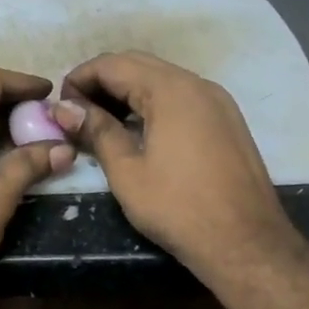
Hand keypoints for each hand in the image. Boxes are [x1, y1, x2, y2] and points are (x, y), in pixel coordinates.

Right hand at [54, 51, 301, 281]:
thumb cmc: (179, 209)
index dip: (80, 79)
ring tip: (101, 123)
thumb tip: (63, 108)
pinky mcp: (227, 120)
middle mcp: (197, 84)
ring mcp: (217, 101)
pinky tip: (138, 131)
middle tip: (77, 113)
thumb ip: (96, 131)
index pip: (113, 64)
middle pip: (138, 64)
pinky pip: (182, 96)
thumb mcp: (127, 172)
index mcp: (171, 90)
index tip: (61, 107)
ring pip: (162, 78)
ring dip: (127, 91)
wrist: (247, 244)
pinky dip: (153, 103)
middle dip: (102, 82)